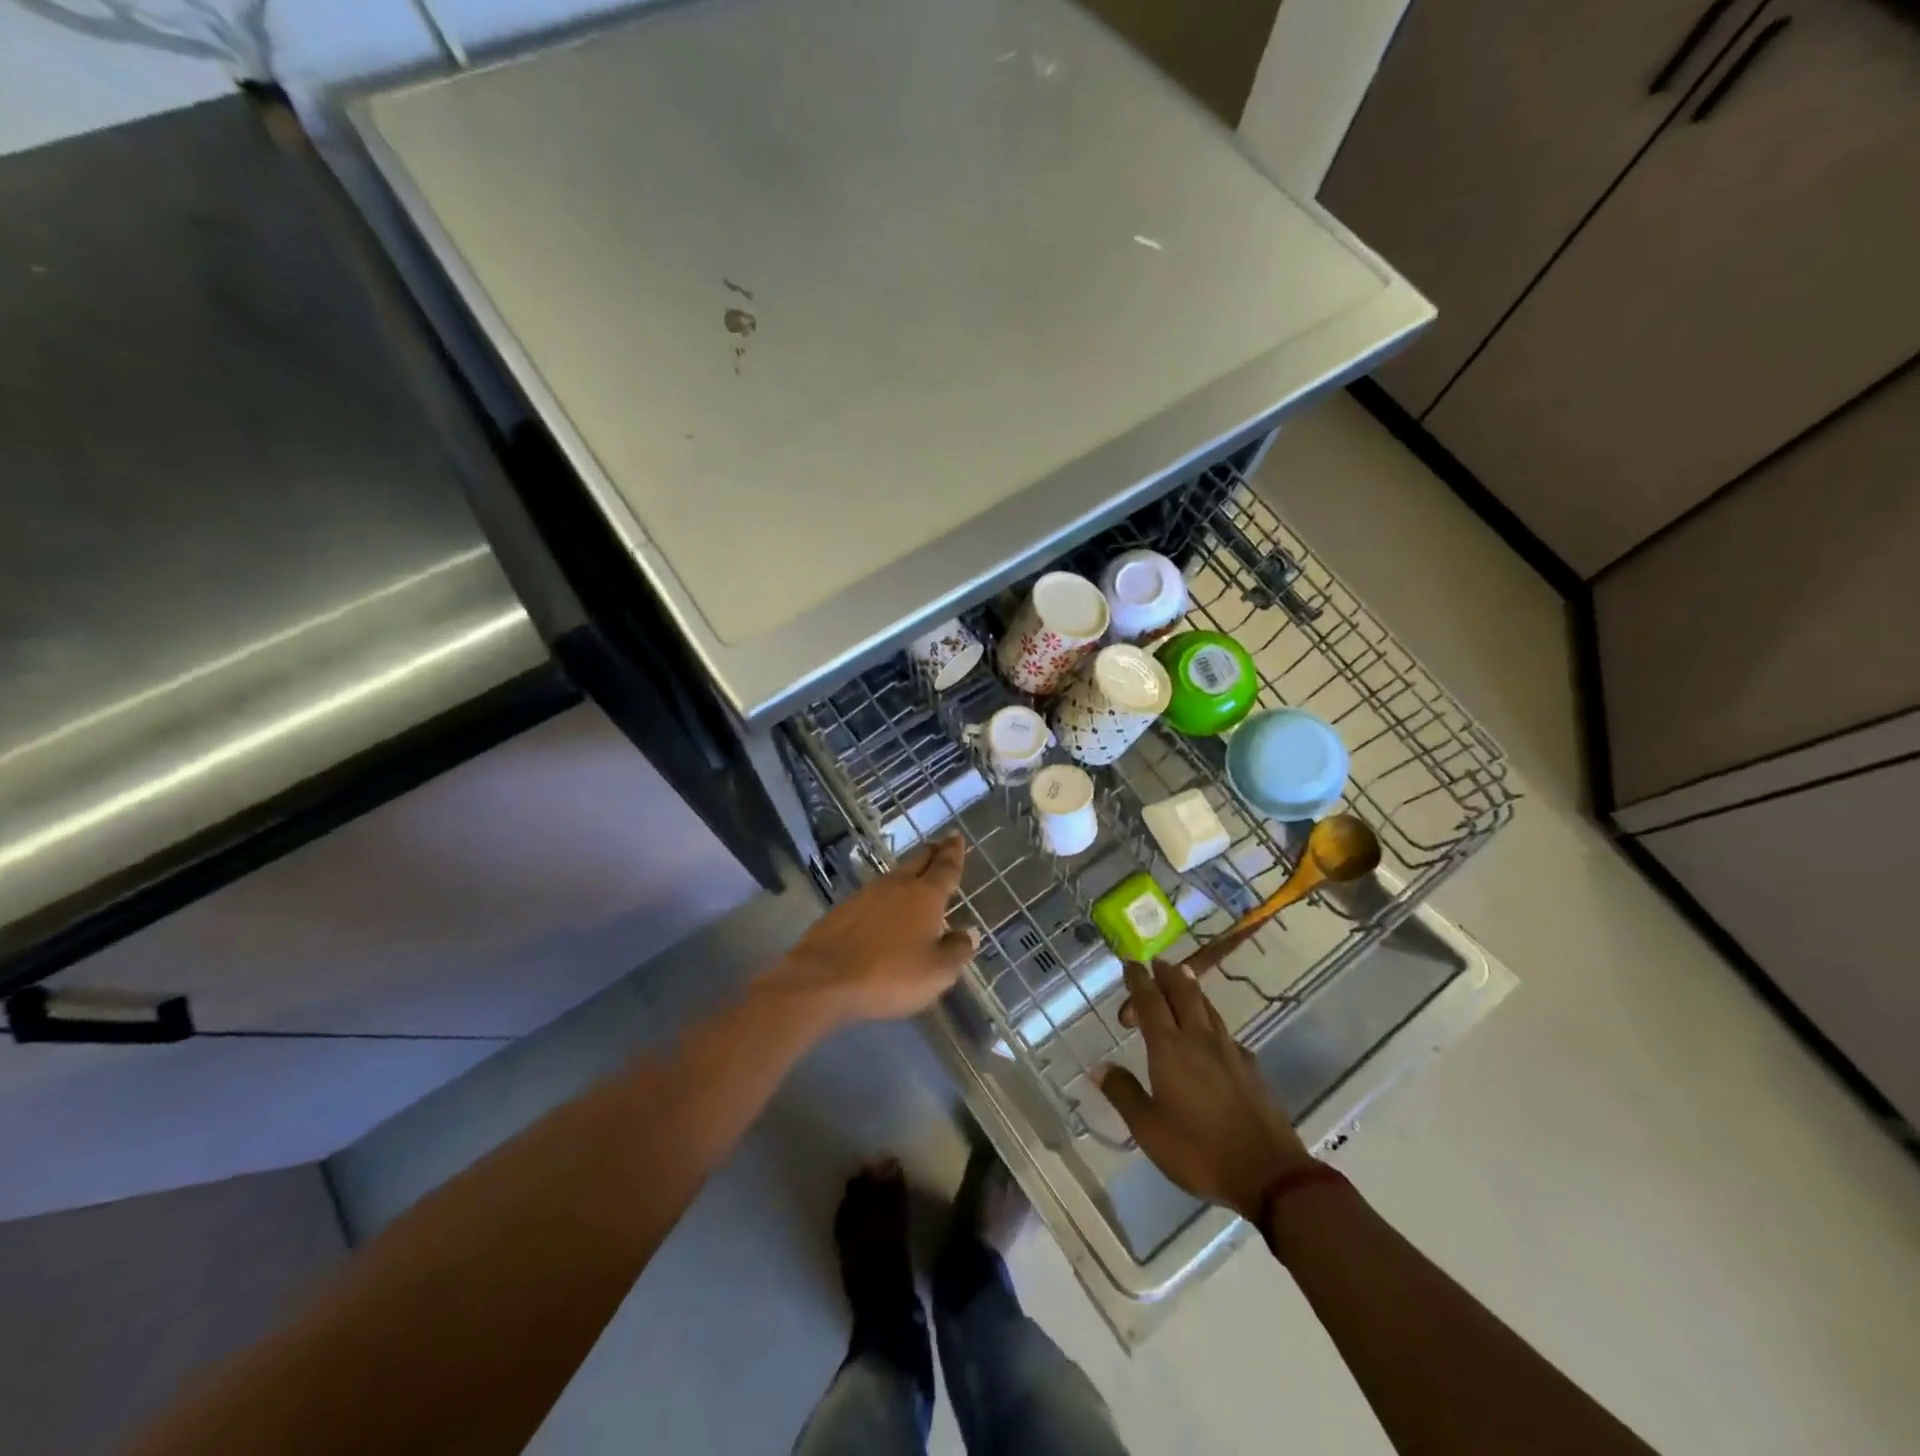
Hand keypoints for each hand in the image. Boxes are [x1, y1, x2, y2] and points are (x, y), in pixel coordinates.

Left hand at [770, 835, 975, 1025]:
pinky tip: (883, 905)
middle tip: (941, 844)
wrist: (824, 979)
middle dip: (931, 852)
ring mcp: (865, 895)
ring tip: (915, 874)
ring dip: (907, 872)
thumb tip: (968, 933)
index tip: (956, 837)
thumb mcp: (936, 972)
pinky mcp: (842, 910)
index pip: (945, 867)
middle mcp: (896, 886)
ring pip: (893, 875)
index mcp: (924, 896)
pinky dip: (884, 895)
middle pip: (917, 861)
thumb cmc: (890, 974)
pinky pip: (872, 894)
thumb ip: (956, 951)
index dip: (953, 853)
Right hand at [1099, 959, 1313, 1219]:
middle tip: (1157, 963)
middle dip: (1167, 975)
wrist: (1268, 1174)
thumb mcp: (1148, 1129)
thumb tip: (1100, 1067)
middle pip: (1183, 994)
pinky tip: (1212, 1033)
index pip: (1150, 1002)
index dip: (1138, 980)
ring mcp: (1229, 1051)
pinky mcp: (1250, 1068)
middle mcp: (1199, 1039)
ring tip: (1183, 978)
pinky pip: (1225, 1031)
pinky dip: (1211, 1020)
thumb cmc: (1198, 1151)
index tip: (1130, 963)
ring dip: (1191, 990)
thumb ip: (1124, 1093)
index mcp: (1169, 1049)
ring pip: (1207, 1008)